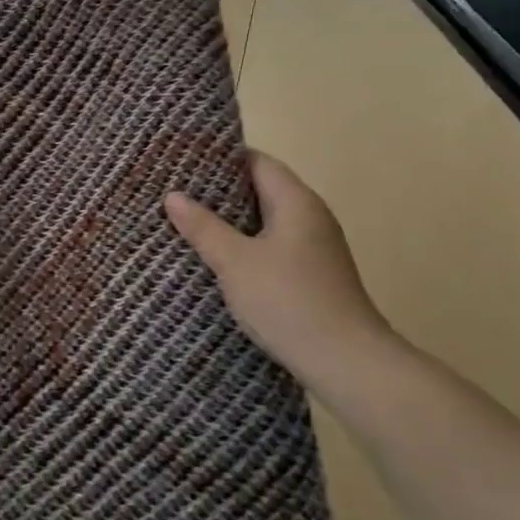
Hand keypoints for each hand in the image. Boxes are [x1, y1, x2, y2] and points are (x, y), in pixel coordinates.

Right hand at [164, 152, 393, 381]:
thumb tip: (173, 196)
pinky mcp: (312, 274)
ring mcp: (315, 247)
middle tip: (176, 191)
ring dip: (231, 220)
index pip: (258, 162)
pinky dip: (245, 243)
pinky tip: (218, 258)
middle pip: (262, 189)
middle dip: (220, 190)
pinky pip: (272, 245)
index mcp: (296, 202)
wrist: (346, 362)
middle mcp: (311, 216)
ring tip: (188, 221)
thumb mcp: (235, 262)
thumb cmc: (288, 301)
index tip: (184, 161)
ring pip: (266, 220)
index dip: (221, 157)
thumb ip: (203, 227)